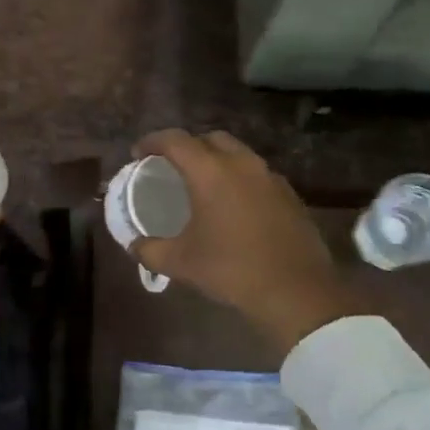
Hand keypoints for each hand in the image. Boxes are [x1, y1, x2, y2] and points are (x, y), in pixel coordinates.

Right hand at [131, 129, 365, 351]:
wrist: (295, 290)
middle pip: (210, 138)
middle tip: (172, 166)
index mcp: (211, 172)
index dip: (153, 142)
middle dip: (188, 146)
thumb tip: (133, 245)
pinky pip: (257, 174)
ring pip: (238, 154)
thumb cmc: (231, 270)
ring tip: (202, 184)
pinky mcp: (289, 194)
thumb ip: (149, 250)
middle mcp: (242, 164)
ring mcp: (270, 177)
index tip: (138, 153)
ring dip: (216, 160)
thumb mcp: (180, 263)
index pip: (176, 141)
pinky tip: (233, 205)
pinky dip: (239, 179)